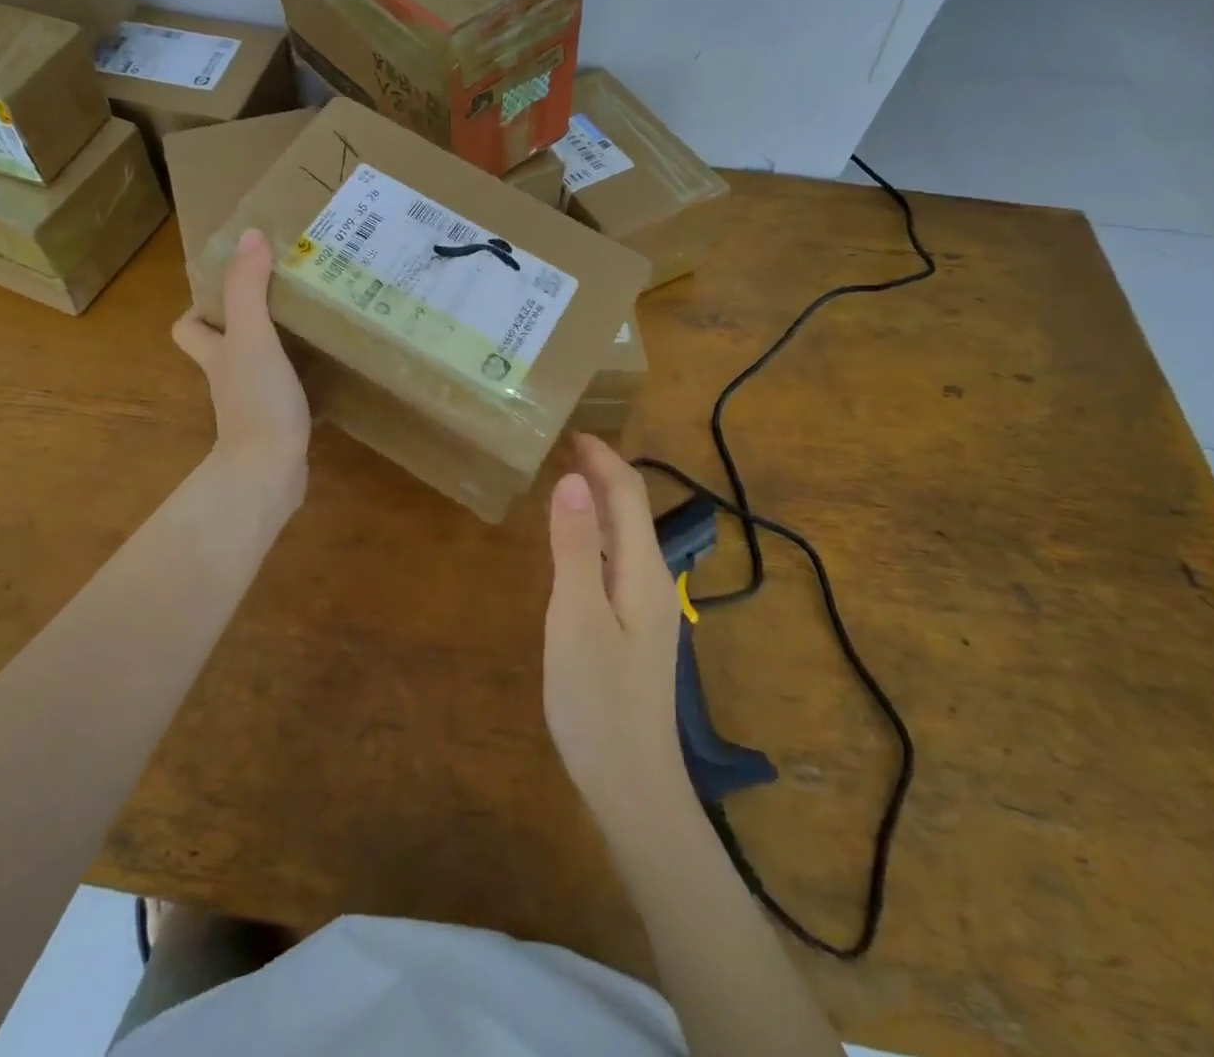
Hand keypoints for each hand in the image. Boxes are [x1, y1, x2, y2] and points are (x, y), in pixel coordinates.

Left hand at [173, 229, 310, 514]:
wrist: (269, 473)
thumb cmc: (256, 402)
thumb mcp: (252, 338)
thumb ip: (248, 289)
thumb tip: (250, 235)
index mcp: (216, 355)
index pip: (188, 327)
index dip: (200, 307)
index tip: (232, 286)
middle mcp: (229, 378)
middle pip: (224, 347)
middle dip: (247, 322)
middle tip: (284, 296)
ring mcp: (253, 405)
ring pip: (258, 368)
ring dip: (278, 347)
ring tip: (312, 322)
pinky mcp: (279, 425)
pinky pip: (286, 392)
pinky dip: (301, 378)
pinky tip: (327, 367)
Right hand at [543, 435, 688, 833]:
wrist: (633, 784)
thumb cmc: (598, 700)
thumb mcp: (576, 619)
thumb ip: (573, 549)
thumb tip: (571, 480)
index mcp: (642, 570)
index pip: (627, 494)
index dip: (602, 458)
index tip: (570, 430)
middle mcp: (652, 580)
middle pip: (631, 510)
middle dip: (602, 472)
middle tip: (560, 448)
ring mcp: (646, 606)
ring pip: (625, 534)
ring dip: (599, 500)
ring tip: (563, 481)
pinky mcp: (634, 627)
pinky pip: (617, 558)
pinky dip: (595, 532)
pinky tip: (573, 543)